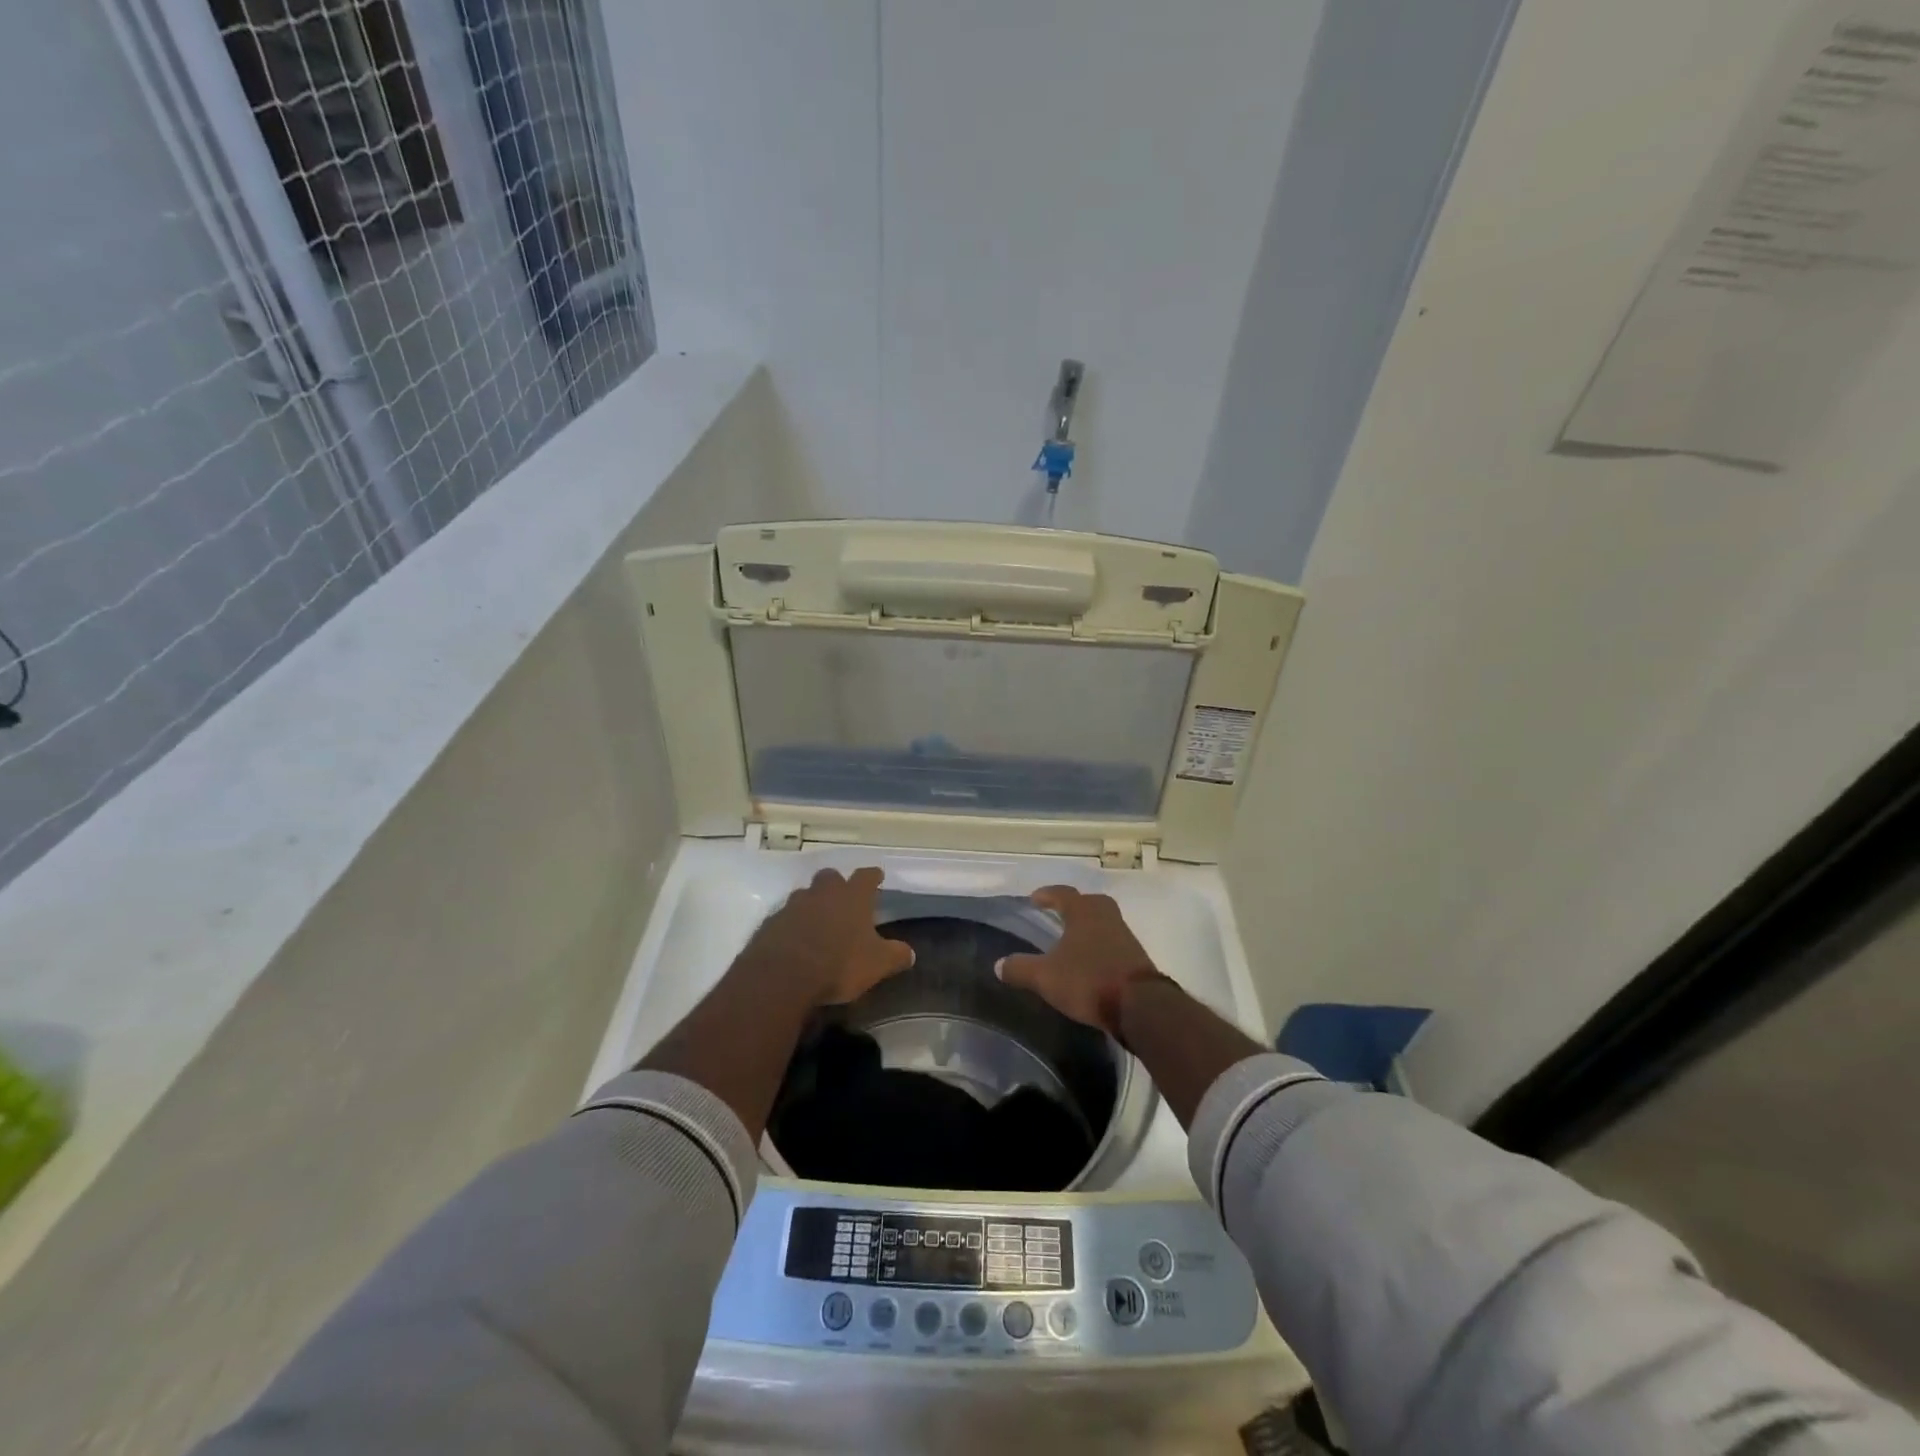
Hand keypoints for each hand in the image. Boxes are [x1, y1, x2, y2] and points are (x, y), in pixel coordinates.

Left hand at [745, 867, 915, 1006]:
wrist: (782, 976)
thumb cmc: (838, 963)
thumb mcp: (877, 964)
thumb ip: (895, 955)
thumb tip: (909, 953)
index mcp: (852, 897)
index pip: (866, 876)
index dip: (873, 876)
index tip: (877, 876)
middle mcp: (822, 893)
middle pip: (830, 877)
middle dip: (837, 885)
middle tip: (843, 899)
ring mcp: (793, 906)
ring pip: (805, 896)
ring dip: (812, 904)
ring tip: (818, 923)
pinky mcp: (771, 924)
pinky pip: (785, 918)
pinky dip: (792, 925)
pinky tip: (795, 942)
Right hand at [996, 886, 1165, 1037]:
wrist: (1140, 1006)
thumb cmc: (1089, 980)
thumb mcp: (1046, 977)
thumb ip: (1021, 969)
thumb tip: (998, 965)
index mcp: (1084, 912)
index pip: (1063, 893)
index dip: (1047, 894)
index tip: (1035, 898)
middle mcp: (1107, 917)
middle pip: (1089, 903)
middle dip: (1073, 906)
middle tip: (1059, 914)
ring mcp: (1125, 937)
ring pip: (1103, 922)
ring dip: (1088, 927)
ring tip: (1073, 940)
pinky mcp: (1136, 958)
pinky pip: (1113, 943)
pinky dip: (1100, 946)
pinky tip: (1091, 962)